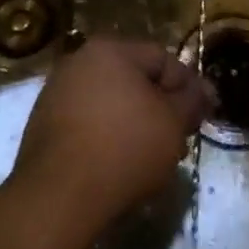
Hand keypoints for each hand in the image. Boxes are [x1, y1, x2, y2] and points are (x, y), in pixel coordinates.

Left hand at [9, 37, 211, 243]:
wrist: (58, 197)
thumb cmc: (124, 149)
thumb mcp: (173, 123)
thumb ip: (192, 100)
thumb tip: (205, 89)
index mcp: (110, 50)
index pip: (163, 59)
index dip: (187, 86)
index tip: (200, 116)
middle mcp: (79, 61)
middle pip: (134, 80)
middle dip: (160, 107)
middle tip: (177, 139)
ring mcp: (56, 93)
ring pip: (111, 103)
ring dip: (135, 124)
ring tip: (150, 158)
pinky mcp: (43, 125)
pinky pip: (88, 123)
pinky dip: (107, 138)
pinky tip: (118, 166)